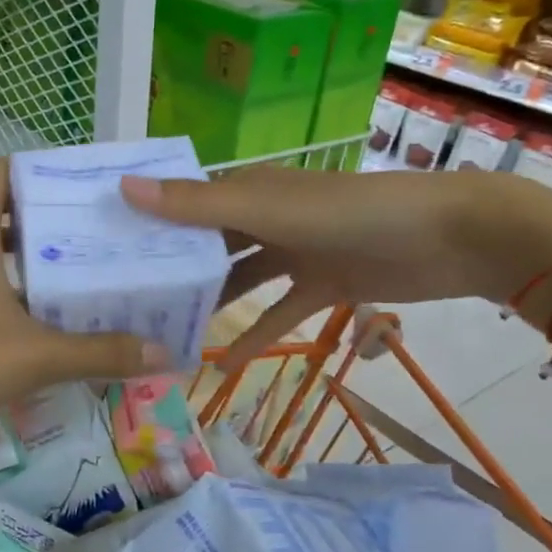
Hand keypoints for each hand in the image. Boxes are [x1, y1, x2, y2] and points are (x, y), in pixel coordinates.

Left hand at [0, 159, 169, 454]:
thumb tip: (161, 353)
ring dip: (28, 258)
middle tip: (96, 233)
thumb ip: (99, 352)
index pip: (2, 173)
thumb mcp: (35, 357)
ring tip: (78, 272)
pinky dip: (8, 287)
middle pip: (1, 211)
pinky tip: (40, 317)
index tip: (82, 187)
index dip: (40, 171)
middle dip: (46, 219)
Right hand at [120, 166, 528, 366]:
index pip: (183, 203)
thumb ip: (198, 205)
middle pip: (207, 244)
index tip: (100, 249)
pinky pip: (278, 314)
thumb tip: (124, 188)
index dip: (146, 221)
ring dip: (208, 304)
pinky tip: (221, 363)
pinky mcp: (322, 287)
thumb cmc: (352, 213)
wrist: (451, 238)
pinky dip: (254, 335)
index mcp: (248, 190)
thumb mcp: (268, 208)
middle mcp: (264, 218)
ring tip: (164, 335)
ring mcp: (294, 253)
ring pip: (238, 280)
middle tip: (123, 302)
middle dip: (172, 268)